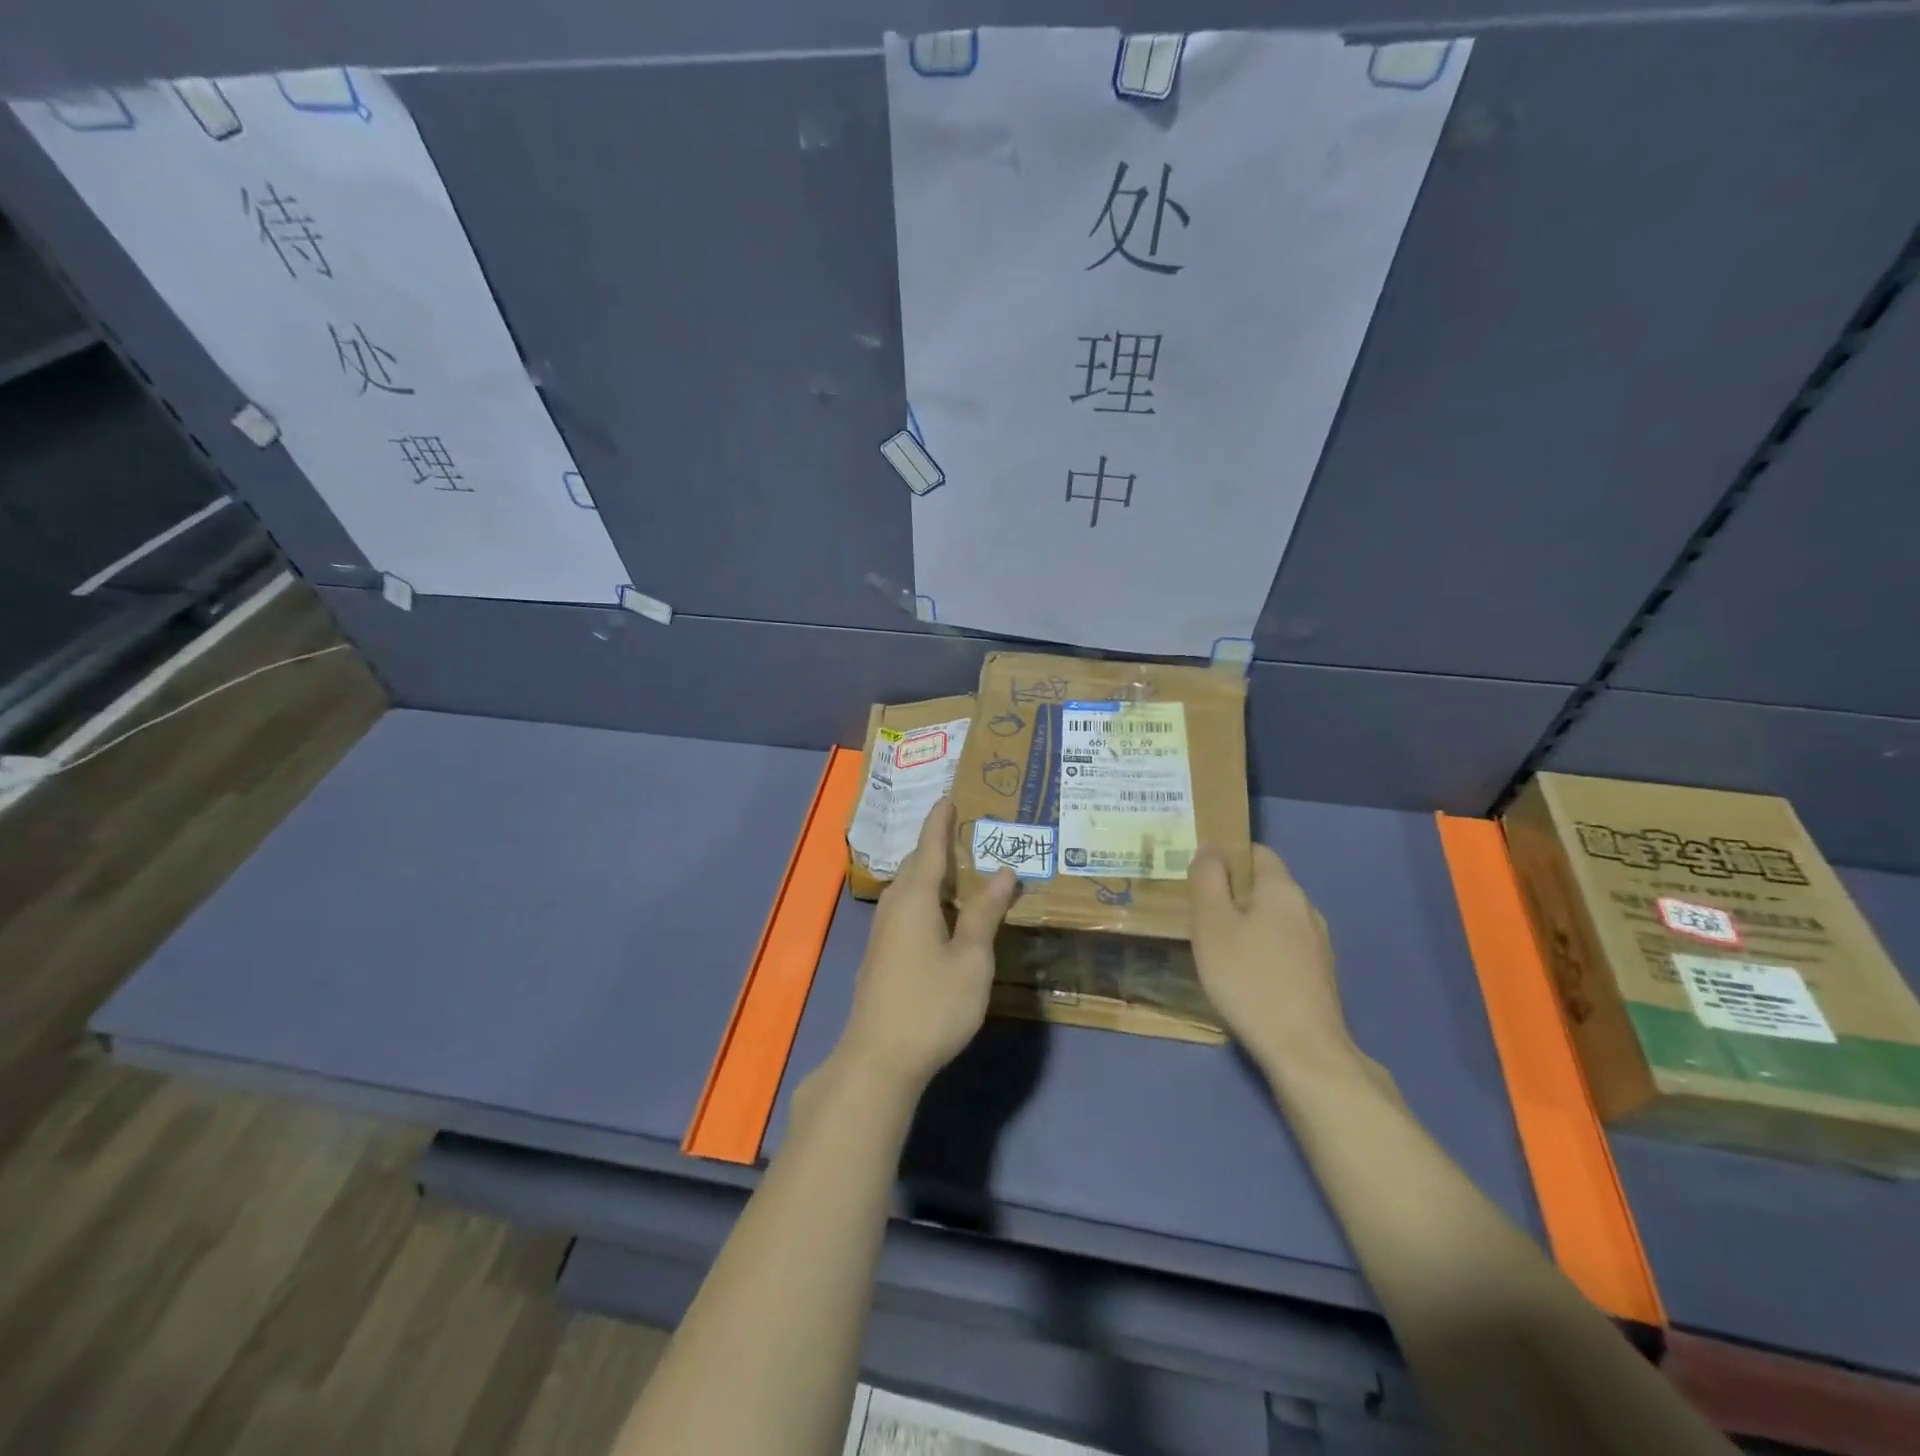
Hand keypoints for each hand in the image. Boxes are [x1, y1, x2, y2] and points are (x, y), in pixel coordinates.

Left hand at [836, 799, 1015, 1094]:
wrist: (879, 1058)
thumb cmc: (932, 1005)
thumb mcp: (971, 960)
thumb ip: (984, 913)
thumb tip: (1003, 871)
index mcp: (915, 898)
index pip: (929, 847)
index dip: (940, 822)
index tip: (948, 796)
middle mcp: (894, 905)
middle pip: (916, 865)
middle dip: (938, 846)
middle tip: (968, 834)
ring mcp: (883, 931)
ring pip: (909, 888)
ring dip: (932, 874)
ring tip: (963, 870)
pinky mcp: (882, 953)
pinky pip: (906, 908)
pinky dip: (927, 897)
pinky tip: (944, 914)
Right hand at [1189, 844, 1357, 1085]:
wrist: (1304, 1052)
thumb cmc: (1249, 979)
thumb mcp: (1212, 924)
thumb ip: (1207, 880)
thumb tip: (1210, 849)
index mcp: (1283, 890)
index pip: (1257, 852)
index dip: (1227, 856)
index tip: (1197, 877)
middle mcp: (1307, 910)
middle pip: (1265, 887)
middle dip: (1232, 894)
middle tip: (1197, 915)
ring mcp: (1318, 945)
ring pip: (1274, 920)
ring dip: (1246, 925)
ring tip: (1215, 947)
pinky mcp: (1320, 977)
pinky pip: (1284, 948)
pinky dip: (1261, 951)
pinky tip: (1243, 976)